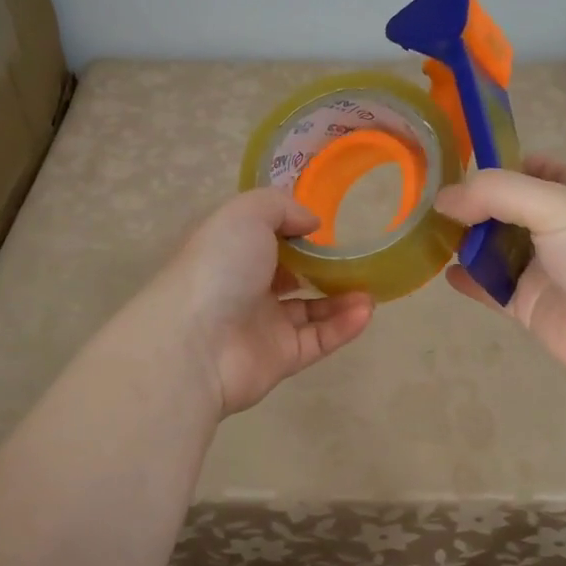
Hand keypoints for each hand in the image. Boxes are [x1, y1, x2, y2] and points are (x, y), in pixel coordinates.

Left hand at [156, 188, 373, 416]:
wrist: (195, 343)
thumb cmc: (218, 267)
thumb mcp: (247, 214)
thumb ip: (282, 207)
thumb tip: (312, 224)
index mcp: (230, 250)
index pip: (265, 238)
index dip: (294, 231)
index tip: (326, 227)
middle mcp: (244, 286)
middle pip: (291, 275)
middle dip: (324, 267)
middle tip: (357, 259)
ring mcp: (262, 325)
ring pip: (310, 310)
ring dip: (342, 298)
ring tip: (371, 289)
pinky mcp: (280, 359)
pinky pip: (318, 340)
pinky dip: (342, 326)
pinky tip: (365, 311)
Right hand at [435, 156, 565, 400]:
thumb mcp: (555, 204)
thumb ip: (495, 194)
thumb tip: (443, 199)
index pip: (535, 167)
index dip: (502, 165)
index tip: (459, 168)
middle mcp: (559, 226)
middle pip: (507, 208)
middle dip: (473, 205)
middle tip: (429, 204)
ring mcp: (544, 268)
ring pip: (496, 247)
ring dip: (466, 241)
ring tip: (427, 234)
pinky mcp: (531, 305)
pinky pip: (492, 288)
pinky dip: (469, 280)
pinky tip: (444, 273)